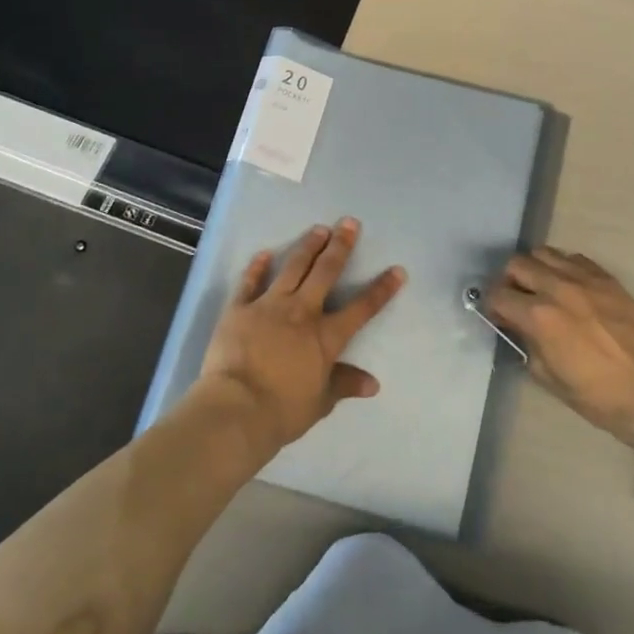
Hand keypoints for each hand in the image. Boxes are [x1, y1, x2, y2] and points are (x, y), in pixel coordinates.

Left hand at [196, 218, 405, 453]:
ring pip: (292, 268)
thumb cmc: (283, 410)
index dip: (381, 289)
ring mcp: (269, 305)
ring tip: (318, 229)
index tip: (397, 270)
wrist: (236, 408)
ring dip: (307, 247)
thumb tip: (373, 383)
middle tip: (350, 223)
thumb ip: (344, 384)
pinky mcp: (239, 308)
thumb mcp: (320, 402)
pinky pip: (249, 282)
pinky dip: (256, 267)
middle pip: (326, 272)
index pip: (362, 308)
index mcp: (326, 336)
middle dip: (341, 246)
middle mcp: (301, 312)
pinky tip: (263, 253)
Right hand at [484, 248, 633, 437]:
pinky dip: (564, 267)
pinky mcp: (606, 278)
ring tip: (542, 287)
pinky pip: (574, 258)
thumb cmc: (595, 394)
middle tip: (517, 298)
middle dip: (510, 281)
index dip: (492, 306)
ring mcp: (583, 279)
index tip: (498, 316)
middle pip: (517, 264)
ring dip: (536, 268)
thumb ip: (526, 344)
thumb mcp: (547, 377)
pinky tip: (570, 286)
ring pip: (544, 253)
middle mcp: (556, 288)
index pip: (498, 295)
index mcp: (538, 316)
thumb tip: (517, 328)